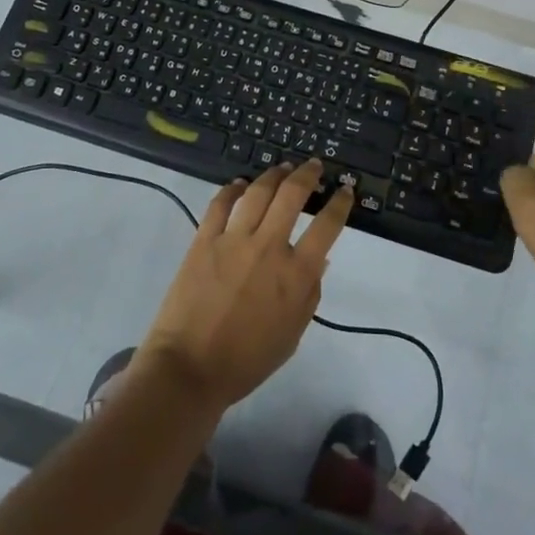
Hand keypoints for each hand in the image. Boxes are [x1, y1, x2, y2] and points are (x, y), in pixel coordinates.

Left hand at [137, 159, 352, 410]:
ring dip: (274, 175)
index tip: (345, 190)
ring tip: (283, 168)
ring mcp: (234, 240)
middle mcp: (268, 247)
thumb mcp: (292, 334)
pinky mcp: (204, 239)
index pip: (327, 226)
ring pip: (258, 192)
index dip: (340, 203)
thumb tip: (321, 260)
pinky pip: (220, 203)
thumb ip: (309, 293)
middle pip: (292, 195)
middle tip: (314, 166)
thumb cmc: (247, 360)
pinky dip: (232, 189)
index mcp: (296, 274)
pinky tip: (240, 184)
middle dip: (308, 175)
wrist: (190, 368)